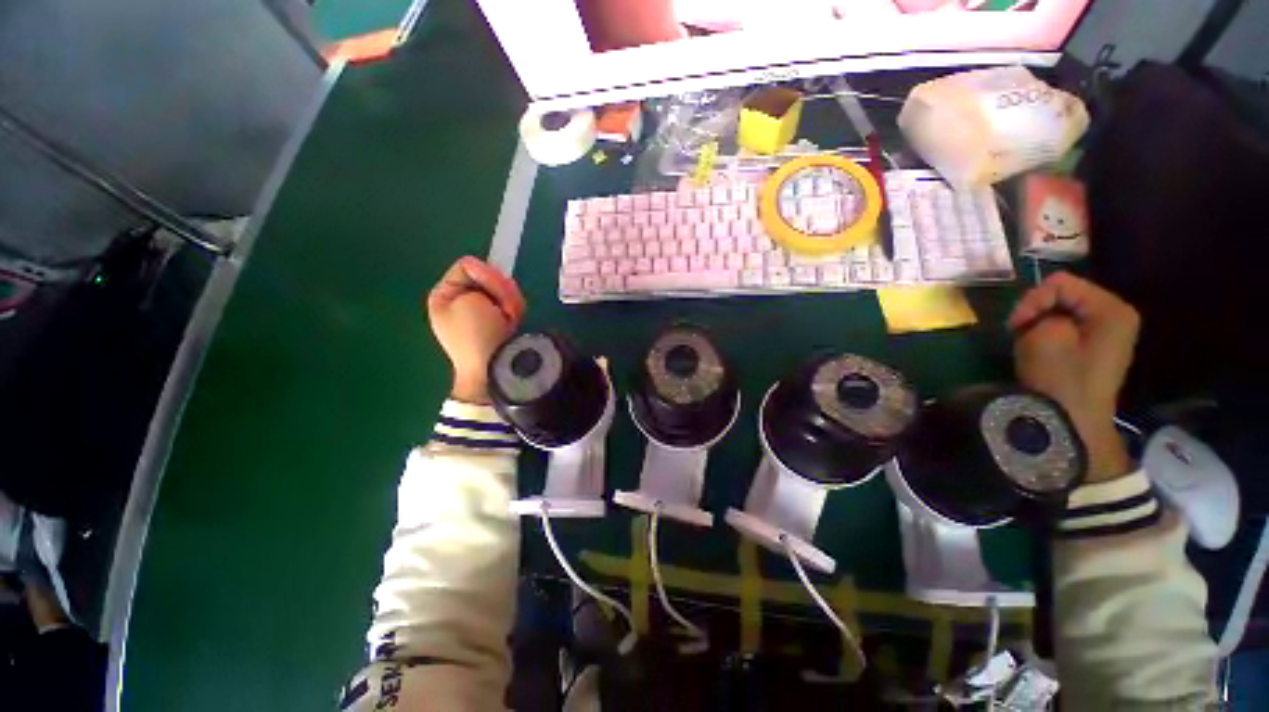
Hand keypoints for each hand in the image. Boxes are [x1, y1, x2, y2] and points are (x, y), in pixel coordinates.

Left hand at [427, 257, 525, 403]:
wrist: (493, 367)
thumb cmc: (476, 335)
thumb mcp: (468, 299)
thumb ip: (478, 275)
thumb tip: (494, 277)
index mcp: (445, 293)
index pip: (469, 265)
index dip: (485, 275)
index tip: (492, 294)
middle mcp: (461, 299)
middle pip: (489, 276)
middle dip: (501, 291)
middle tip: (504, 310)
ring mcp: (481, 310)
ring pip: (504, 290)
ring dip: (511, 302)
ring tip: (509, 320)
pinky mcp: (498, 319)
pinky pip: (511, 303)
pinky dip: (515, 311)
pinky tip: (513, 324)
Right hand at [1008, 272, 1138, 481]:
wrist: (1072, 423)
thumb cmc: (1060, 378)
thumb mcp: (1044, 334)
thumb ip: (1042, 308)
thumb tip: (1041, 313)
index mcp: (1112, 309)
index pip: (1060, 282)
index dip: (1033, 299)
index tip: (1017, 325)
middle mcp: (1115, 314)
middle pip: (1063, 293)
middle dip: (1036, 311)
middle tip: (1019, 334)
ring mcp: (1107, 332)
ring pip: (1061, 310)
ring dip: (1038, 323)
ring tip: (1029, 343)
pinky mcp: (1095, 346)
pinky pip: (1066, 326)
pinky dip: (1046, 333)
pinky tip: (1040, 349)